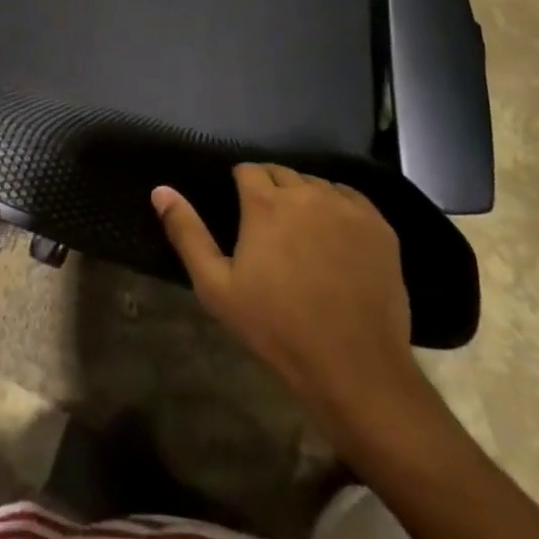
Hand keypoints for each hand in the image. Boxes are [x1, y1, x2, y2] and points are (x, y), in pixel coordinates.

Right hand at [153, 165, 422, 437]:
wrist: (355, 369)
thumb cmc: (277, 329)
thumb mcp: (217, 288)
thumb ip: (187, 233)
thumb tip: (160, 190)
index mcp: (265, 203)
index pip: (248, 170)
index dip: (241, 187)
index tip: (242, 214)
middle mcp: (305, 193)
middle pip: (281, 173)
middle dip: (271, 191)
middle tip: (270, 229)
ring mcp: (345, 207)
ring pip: (315, 184)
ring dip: (304, 199)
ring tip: (303, 235)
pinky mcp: (378, 225)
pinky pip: (349, 198)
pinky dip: (338, 208)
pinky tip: (335, 238)